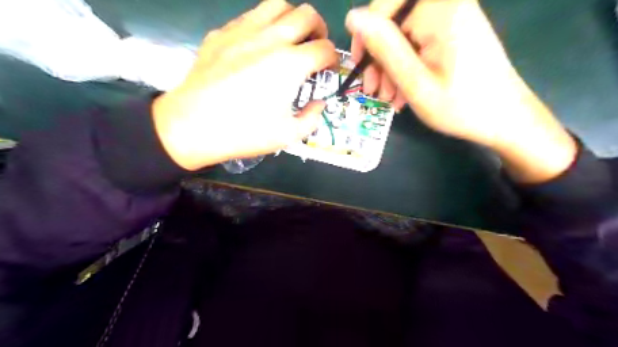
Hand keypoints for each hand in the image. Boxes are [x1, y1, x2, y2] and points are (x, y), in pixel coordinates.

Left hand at [152, 0, 337, 170]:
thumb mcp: (288, 135)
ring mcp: (243, 31)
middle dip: (319, 30)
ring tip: (290, 38)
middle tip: (315, 47)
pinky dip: (264, 24)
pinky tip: (259, 45)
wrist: (193, 126)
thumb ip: (312, 118)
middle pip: (307, 15)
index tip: (328, 70)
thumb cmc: (244, 132)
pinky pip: (250, 16)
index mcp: (290, 64)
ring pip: (278, 5)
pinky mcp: (222, 33)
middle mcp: (271, 39)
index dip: (333, 59)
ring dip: (292, 18)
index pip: (325, 48)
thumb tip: (318, 104)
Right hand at [346, 0, 576, 183]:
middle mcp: (447, 3)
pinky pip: (417, 43)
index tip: (360, 68)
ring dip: (390, 66)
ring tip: (388, 98)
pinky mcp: (453, 31)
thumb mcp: (414, 81)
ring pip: (403, 35)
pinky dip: (406, 66)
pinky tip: (402, 92)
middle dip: (379, 57)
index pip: (384, 7)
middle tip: (373, 90)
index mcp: (440, 9)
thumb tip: (353, 17)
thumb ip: (384, 47)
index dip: (366, 36)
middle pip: (394, 21)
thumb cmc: (461, 106)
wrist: (506, 118)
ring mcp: (452, 17)